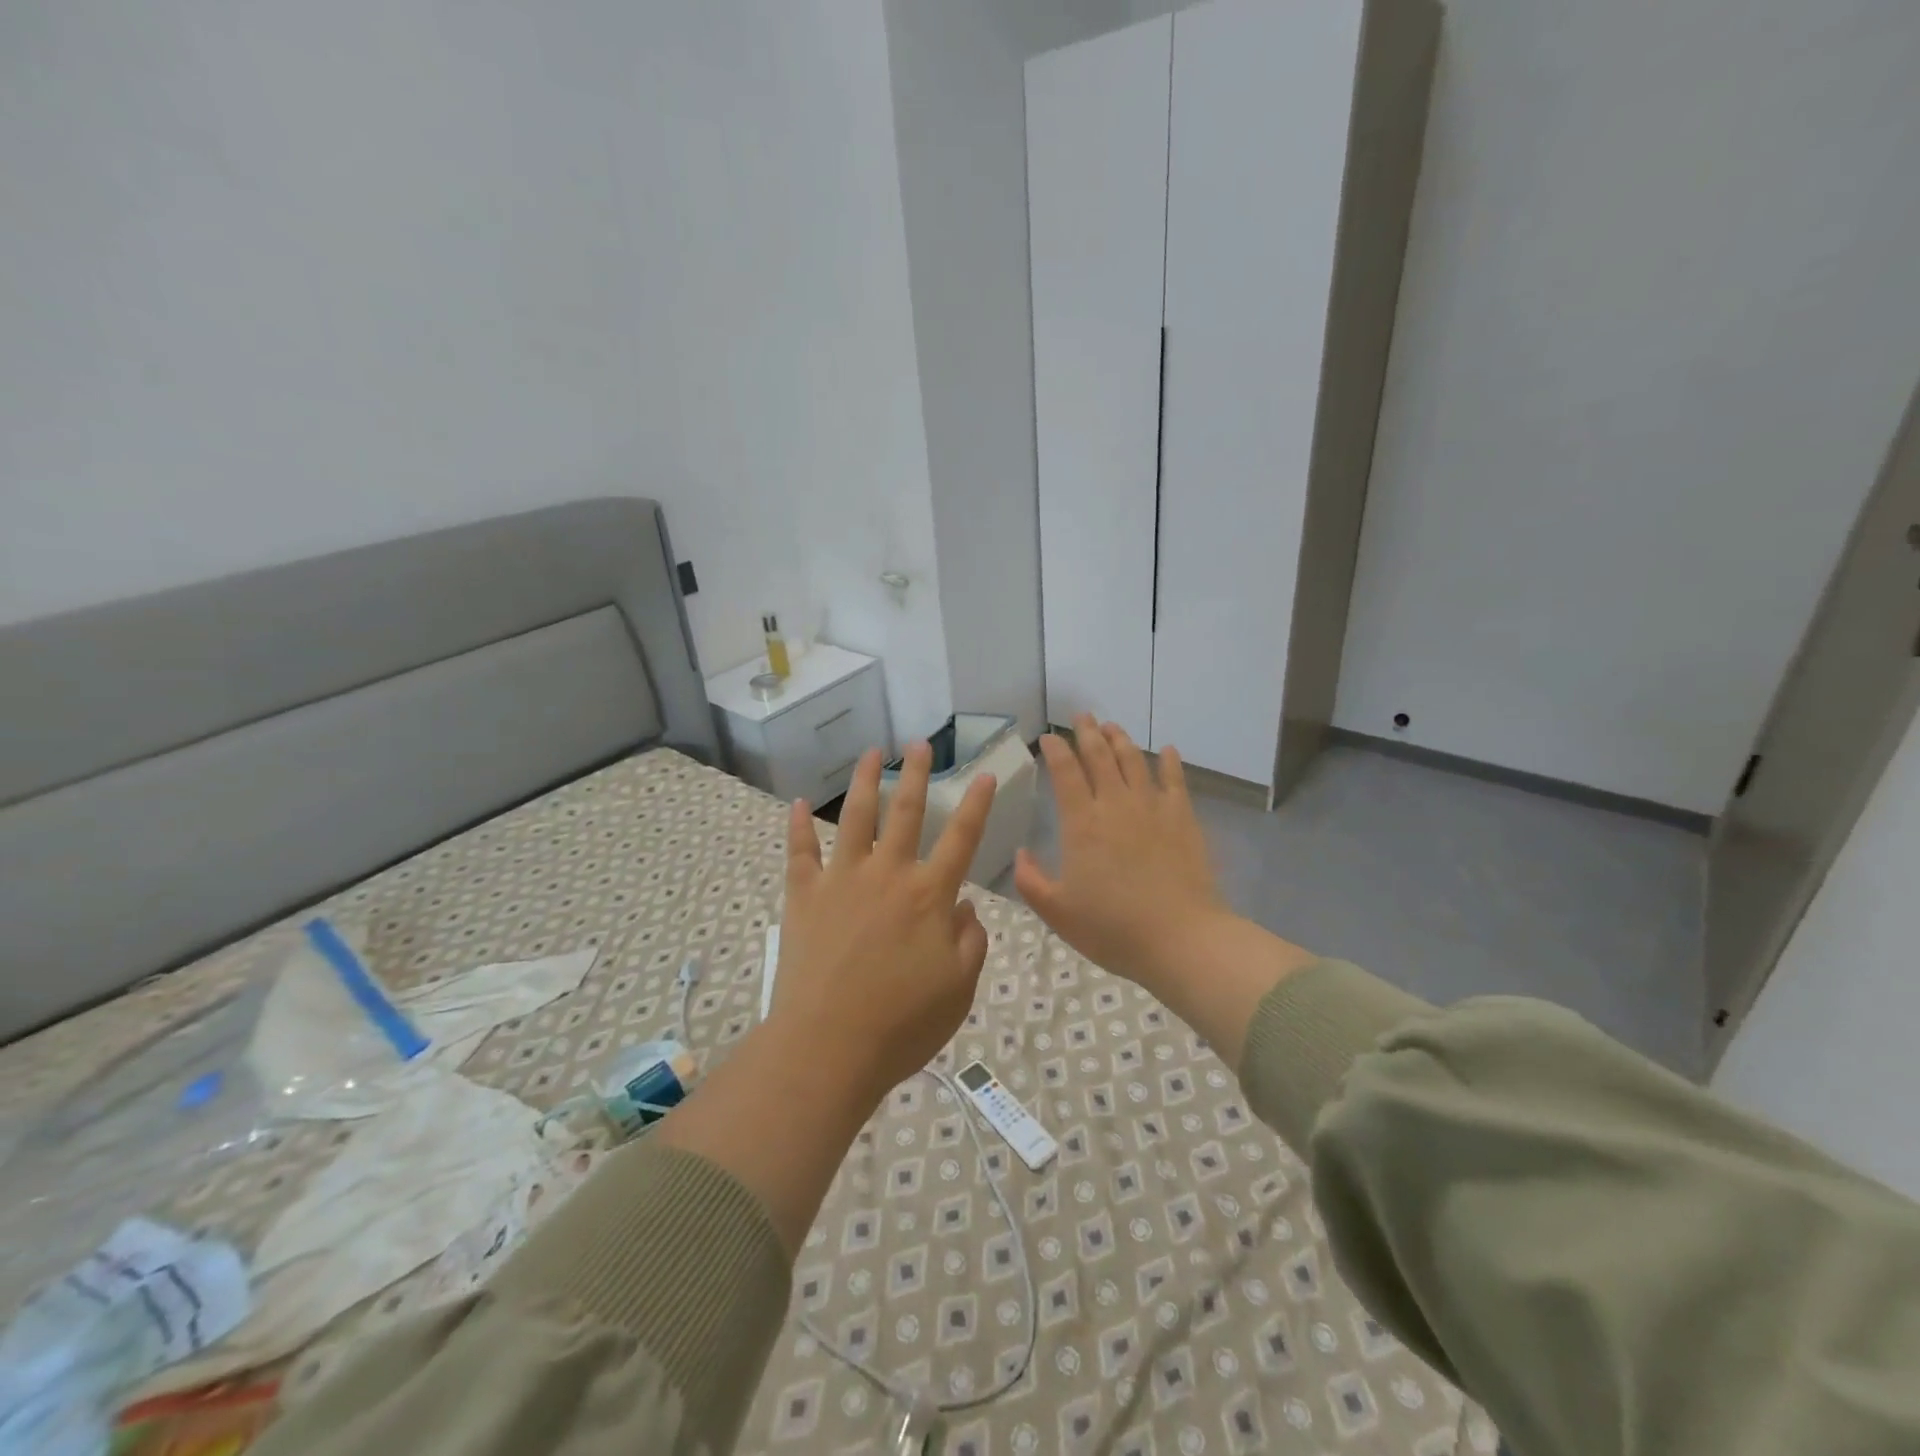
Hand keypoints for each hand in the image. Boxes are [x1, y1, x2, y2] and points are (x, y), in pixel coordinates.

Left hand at [775, 742, 996, 1101]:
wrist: (828, 1047)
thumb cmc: (902, 1024)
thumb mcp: (958, 989)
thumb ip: (970, 942)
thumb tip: (965, 906)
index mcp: (929, 896)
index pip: (962, 839)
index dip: (976, 805)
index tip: (984, 774)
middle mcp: (887, 875)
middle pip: (906, 813)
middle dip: (917, 775)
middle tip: (920, 745)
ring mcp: (841, 880)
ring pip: (854, 818)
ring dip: (864, 782)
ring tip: (870, 754)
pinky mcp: (804, 896)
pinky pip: (800, 852)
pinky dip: (797, 827)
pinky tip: (797, 804)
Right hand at [1014, 715, 1226, 994]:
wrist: (1181, 939)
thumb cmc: (1112, 929)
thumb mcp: (1057, 913)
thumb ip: (1031, 881)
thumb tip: (1021, 853)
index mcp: (1081, 823)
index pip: (1065, 772)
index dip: (1056, 750)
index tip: (1049, 737)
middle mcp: (1115, 804)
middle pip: (1100, 756)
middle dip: (1087, 732)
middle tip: (1082, 716)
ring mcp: (1152, 808)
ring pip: (1134, 760)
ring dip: (1121, 739)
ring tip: (1112, 726)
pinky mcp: (1183, 818)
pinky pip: (1175, 780)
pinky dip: (1170, 762)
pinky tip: (1168, 751)